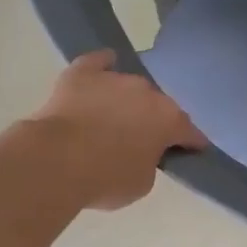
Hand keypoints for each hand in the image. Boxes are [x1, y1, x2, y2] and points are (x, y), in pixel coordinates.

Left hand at [30, 52, 207, 210]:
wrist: (56, 161)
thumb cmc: (105, 179)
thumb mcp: (141, 183)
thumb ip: (150, 163)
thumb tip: (143, 152)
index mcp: (168, 120)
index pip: (189, 132)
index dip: (190, 143)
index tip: (189, 152)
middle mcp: (147, 92)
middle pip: (158, 106)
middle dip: (154, 120)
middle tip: (141, 140)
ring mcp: (115, 79)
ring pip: (129, 87)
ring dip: (127, 100)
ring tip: (114, 117)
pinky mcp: (82, 73)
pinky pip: (98, 62)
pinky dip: (103, 66)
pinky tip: (103, 67)